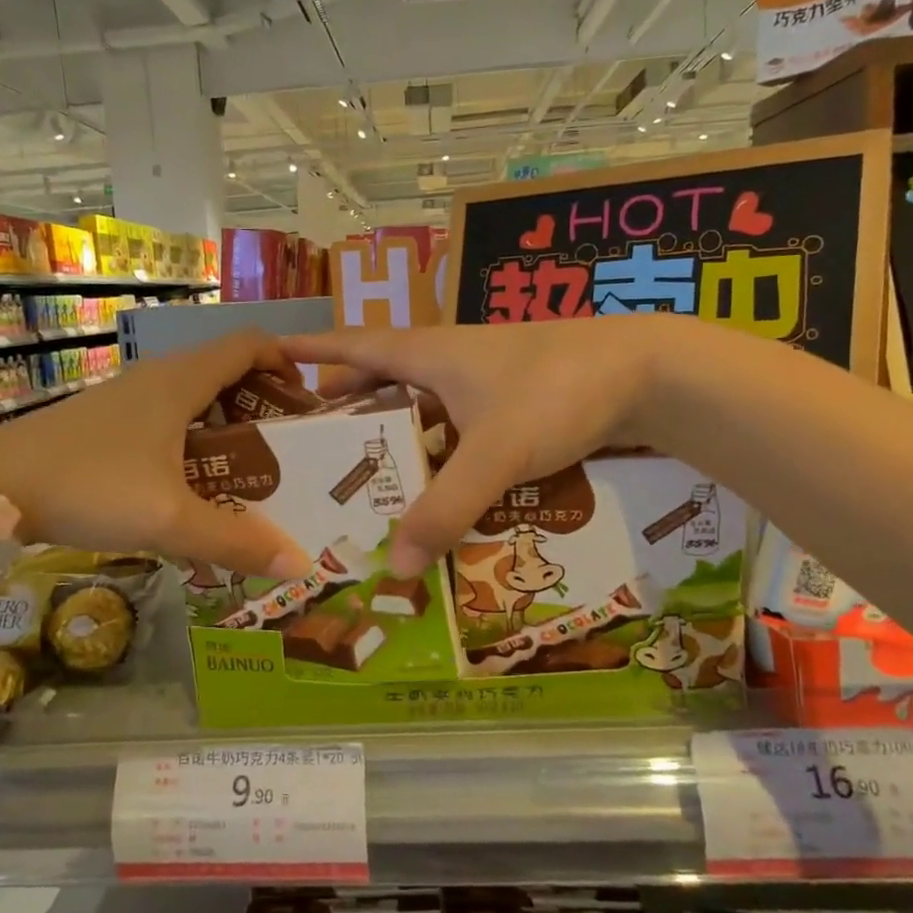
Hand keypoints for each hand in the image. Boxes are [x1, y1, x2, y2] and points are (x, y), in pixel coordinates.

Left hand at [0, 331, 311, 578]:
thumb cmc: (88, 486)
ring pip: (196, 396)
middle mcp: (158, 378)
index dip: (285, 362)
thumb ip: (236, 541)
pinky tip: (191, 484)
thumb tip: (301, 564)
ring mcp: (129, 397)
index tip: (305, 402)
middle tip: (286, 449)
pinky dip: (195, 438)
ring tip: (248, 471)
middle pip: (227, 370)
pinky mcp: (107, 421)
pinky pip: (169, 417)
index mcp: (181, 381)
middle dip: (263, 403)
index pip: (249, 344)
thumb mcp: (169, 519)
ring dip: (228, 424)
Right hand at [284, 319, 674, 574]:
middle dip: (344, 406)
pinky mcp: (512, 400)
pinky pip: (456, 425)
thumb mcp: (495, 453)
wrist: (646, 371)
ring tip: (366, 476)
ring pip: (420, 405)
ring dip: (393, 433)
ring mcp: (482, 379)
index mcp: (427, 353)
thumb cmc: (556, 392)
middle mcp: (448, 360)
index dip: (309, 350)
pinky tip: (438, 483)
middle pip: (380, 378)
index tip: (266, 356)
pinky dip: (438, 449)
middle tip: (311, 446)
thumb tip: (395, 567)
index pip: (351, 345)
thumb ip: (446, 509)